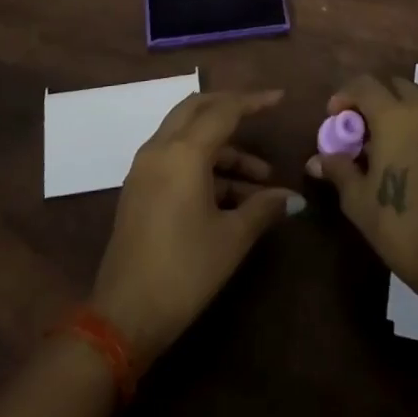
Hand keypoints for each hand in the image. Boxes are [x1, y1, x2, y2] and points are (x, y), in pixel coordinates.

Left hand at [91, 89, 298, 363]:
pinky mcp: (139, 189)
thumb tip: (293, 198)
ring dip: (223, 148)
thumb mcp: (231, 239)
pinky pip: (175, 158)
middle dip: (231, 109)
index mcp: (183, 153)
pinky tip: (232, 196)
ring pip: (187, 136)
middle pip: (197, 109)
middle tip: (261, 116)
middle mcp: (160, 149)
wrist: (124, 317)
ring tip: (261, 182)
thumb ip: (263, 208)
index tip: (280, 99)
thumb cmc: (184, 271)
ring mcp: (145, 168)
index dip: (253, 102)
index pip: (223, 110)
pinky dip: (204, 164)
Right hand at [307, 74, 417, 305]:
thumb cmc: (401, 225)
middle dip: (372, 98)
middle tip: (358, 129)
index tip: (333, 119)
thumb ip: (338, 169)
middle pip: (393, 85)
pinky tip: (406, 156)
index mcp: (395, 117)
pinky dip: (416, 123)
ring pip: (416, 100)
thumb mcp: (358, 200)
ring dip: (396, 110)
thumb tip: (317, 159)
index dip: (344, 95)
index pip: (365, 84)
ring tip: (382, 144)